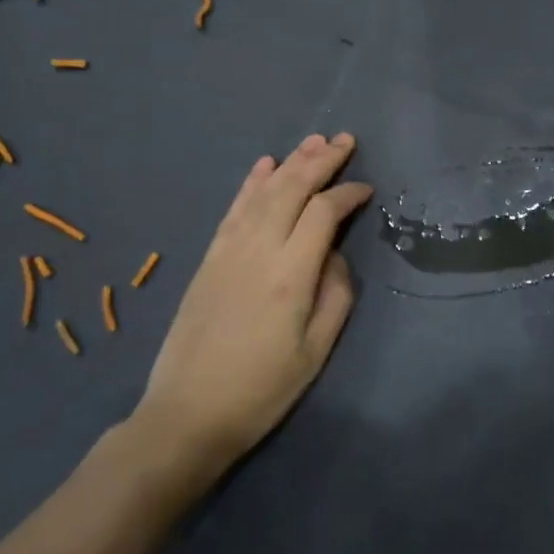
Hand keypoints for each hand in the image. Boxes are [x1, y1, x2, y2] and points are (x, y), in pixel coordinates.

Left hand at [129, 133, 371, 491]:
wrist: (187, 414)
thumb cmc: (261, 390)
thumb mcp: (315, 351)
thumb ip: (335, 295)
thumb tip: (334, 256)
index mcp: (290, 274)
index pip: (324, 213)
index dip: (348, 194)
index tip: (367, 189)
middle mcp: (258, 249)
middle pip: (292, 189)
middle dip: (321, 160)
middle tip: (345, 139)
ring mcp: (228, 250)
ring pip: (263, 192)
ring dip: (290, 162)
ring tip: (313, 141)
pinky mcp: (209, 258)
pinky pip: (234, 209)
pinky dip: (251, 183)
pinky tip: (264, 165)